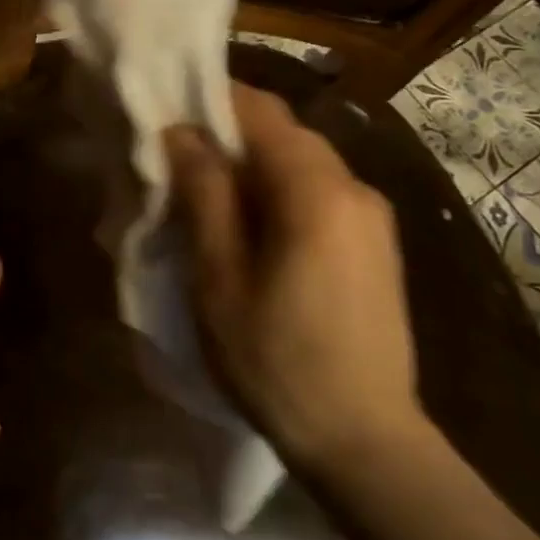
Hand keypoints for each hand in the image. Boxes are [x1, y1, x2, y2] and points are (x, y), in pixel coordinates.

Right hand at [164, 84, 423, 472]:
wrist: (364, 440)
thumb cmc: (275, 358)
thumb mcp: (219, 275)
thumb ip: (204, 193)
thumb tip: (182, 133)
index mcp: (316, 191)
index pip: (260, 110)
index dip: (209, 99)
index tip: (165, 110)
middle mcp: (354, 188)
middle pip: (283, 132)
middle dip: (227, 132)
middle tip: (175, 156)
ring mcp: (372, 216)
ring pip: (300, 161)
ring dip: (251, 163)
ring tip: (204, 191)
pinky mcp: (375, 243)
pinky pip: (319, 191)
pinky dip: (277, 188)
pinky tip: (248, 225)